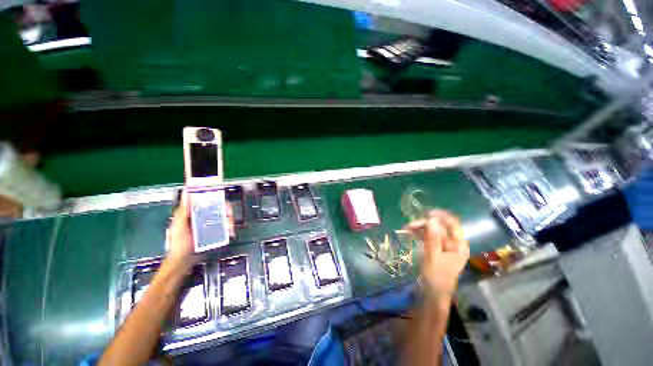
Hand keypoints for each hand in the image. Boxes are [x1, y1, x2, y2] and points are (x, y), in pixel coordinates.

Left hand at [166, 191, 235, 268]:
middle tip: (230, 216)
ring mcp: (212, 225)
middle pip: (221, 209)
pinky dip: (230, 229)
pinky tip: (231, 233)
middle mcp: (205, 217)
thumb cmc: (178, 244)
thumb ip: (183, 211)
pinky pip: (227, 228)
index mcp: (194, 213)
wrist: (183, 262)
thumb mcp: (178, 226)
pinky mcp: (217, 233)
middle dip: (227, 211)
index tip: (222, 201)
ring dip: (230, 221)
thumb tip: (186, 193)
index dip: (218, 199)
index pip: (208, 201)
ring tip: (230, 228)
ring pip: (226, 218)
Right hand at [405, 210, 469, 304]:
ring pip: (432, 232)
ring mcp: (443, 247)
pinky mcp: (435, 250)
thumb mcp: (433, 257)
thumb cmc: (436, 278)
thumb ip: (433, 238)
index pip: (453, 224)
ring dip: (420, 228)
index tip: (426, 213)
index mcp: (458, 246)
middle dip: (425, 224)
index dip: (441, 216)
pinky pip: (428, 238)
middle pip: (440, 227)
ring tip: (407, 228)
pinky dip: (419, 234)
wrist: (431, 295)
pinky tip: (410, 233)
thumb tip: (432, 219)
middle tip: (410, 225)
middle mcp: (452, 244)